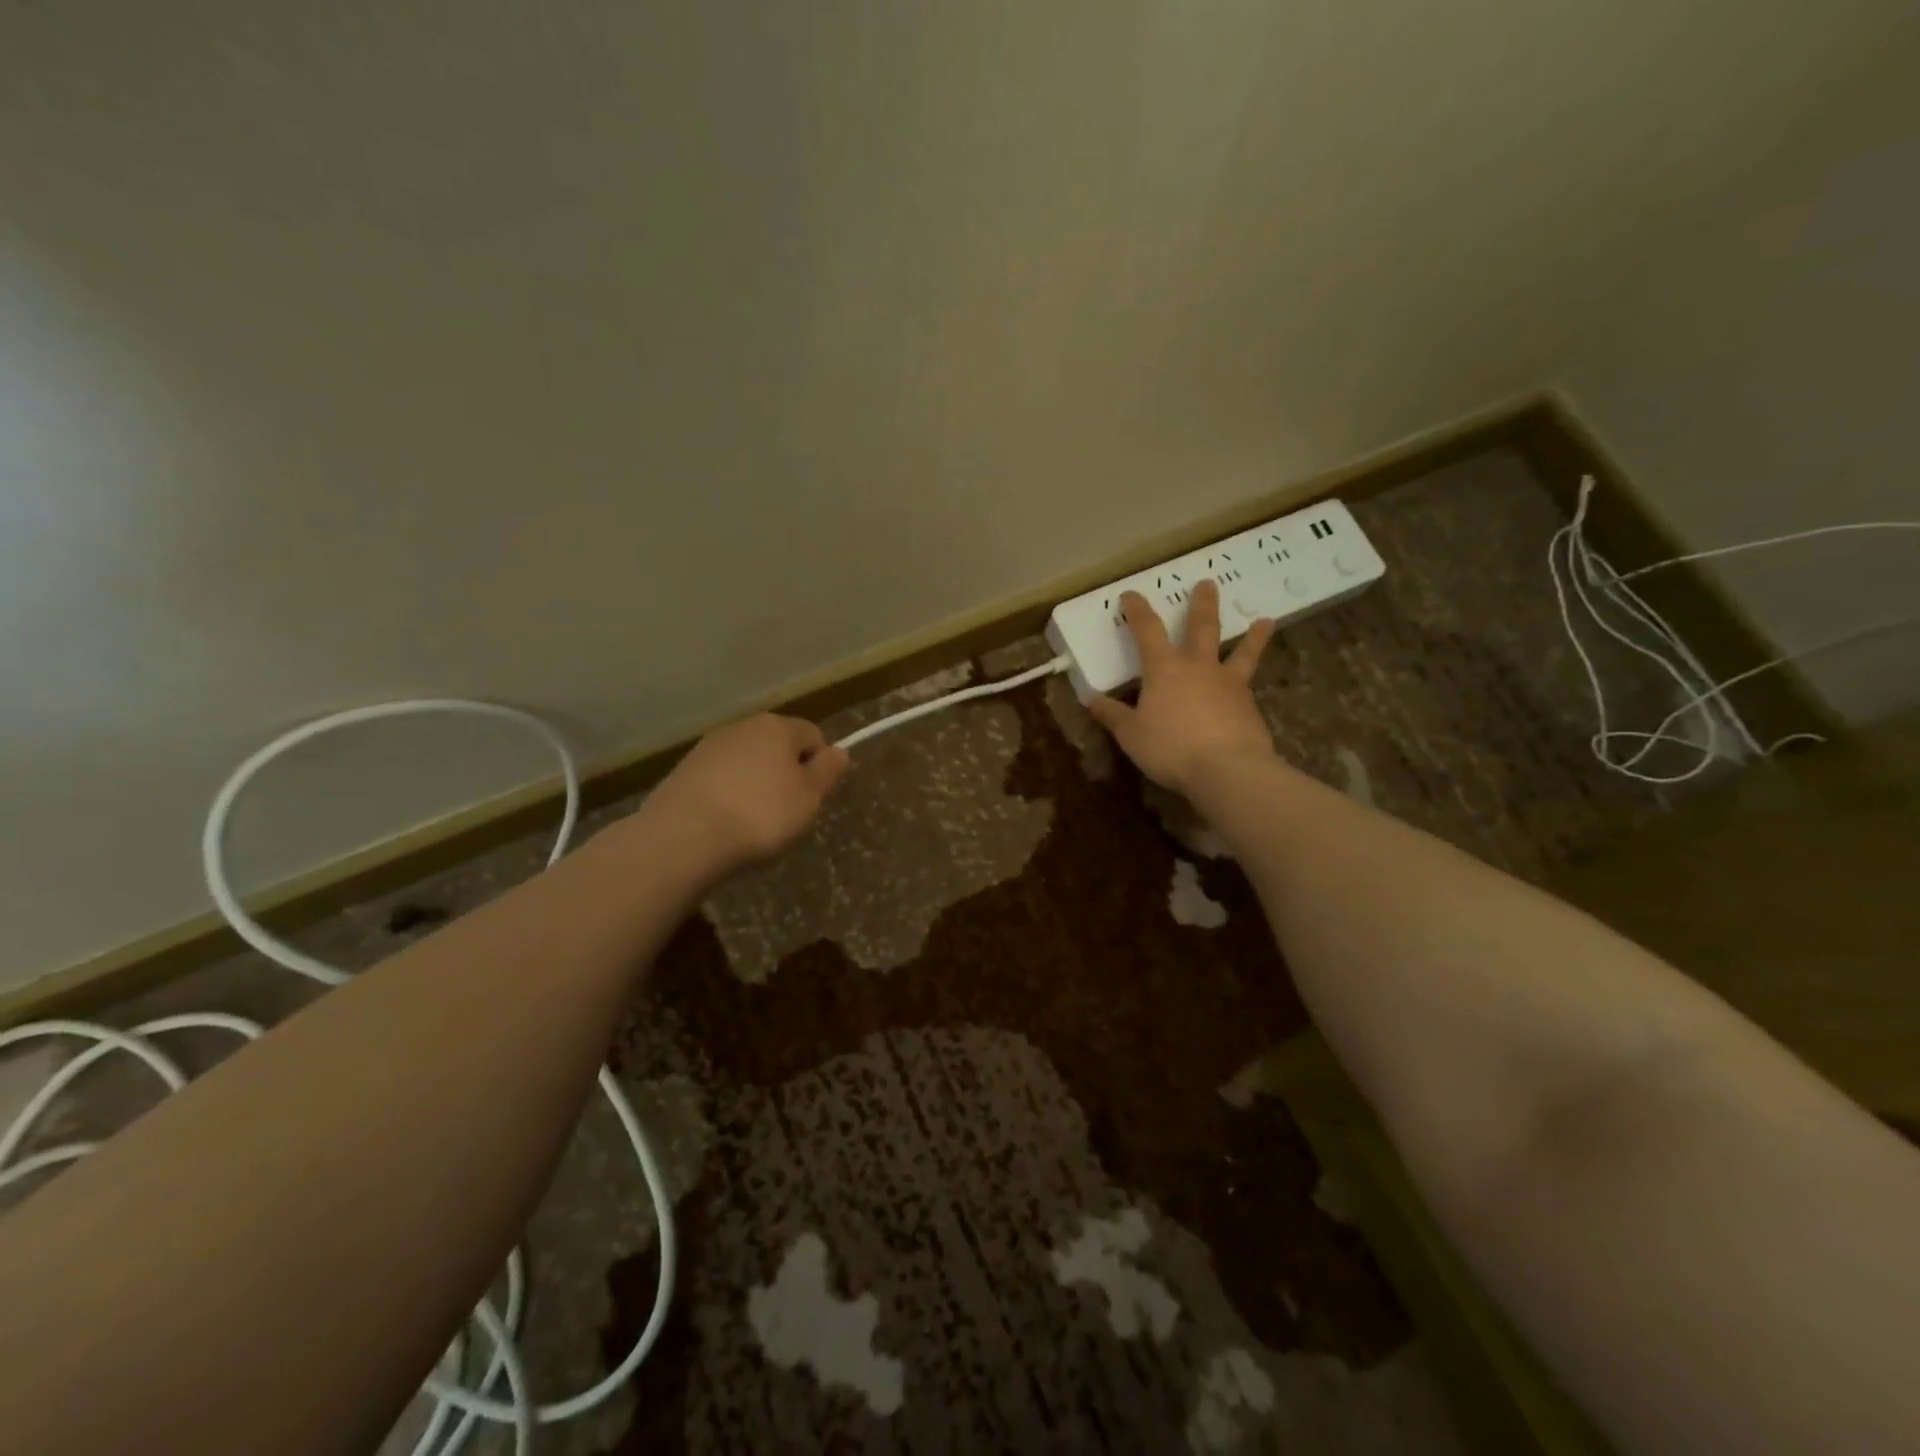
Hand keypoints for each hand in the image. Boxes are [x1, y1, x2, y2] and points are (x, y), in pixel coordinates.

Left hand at [642, 714, 849, 873]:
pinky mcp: (683, 772)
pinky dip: (728, 797)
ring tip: (753, 824)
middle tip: (788, 814)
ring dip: (756, 786)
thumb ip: (828, 771)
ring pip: (747, 764)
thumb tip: (839, 750)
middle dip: (786, 775)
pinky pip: (720, 781)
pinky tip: (725, 825)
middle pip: (777, 747)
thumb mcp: (809, 797)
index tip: (814, 798)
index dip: (820, 766)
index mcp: (777, 727)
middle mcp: (742, 727)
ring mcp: (708, 748)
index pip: (813, 735)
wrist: (683, 837)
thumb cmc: (761, 814)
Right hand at [1089, 580, 1277, 795]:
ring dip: (1252, 636)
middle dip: (1202, 604)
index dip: (1137, 611)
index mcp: (1164, 669)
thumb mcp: (1131, 735)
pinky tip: (1250, 688)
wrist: (1227, 769)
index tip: (1131, 595)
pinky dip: (1250, 680)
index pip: (1147, 630)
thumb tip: (1092, 701)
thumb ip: (1113, 716)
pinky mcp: (1249, 706)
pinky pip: (1249, 684)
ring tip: (1265, 621)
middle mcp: (1198, 667)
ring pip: (1241, 652)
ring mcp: (1228, 684)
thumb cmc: (1170, 748)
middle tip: (1208, 584)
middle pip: (1201, 627)